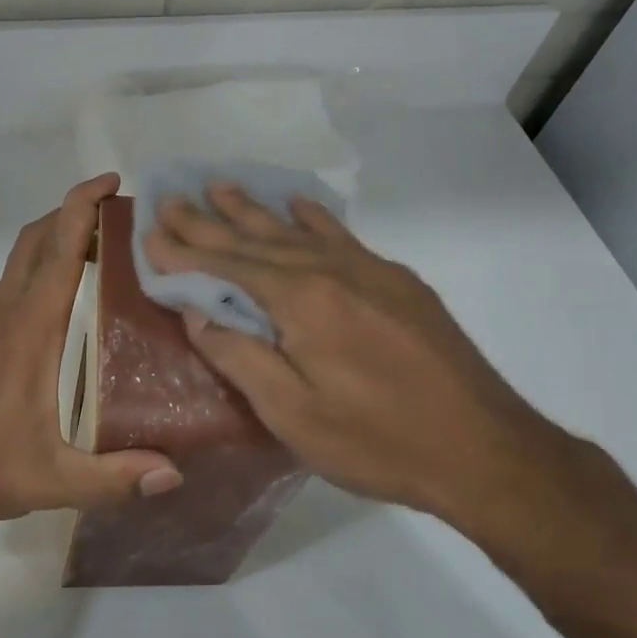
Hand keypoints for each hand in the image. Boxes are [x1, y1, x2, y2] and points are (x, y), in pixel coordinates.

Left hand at [0, 174, 182, 527]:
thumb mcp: (59, 481)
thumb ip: (117, 477)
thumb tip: (175, 474)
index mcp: (30, 329)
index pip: (59, 250)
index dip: (82, 206)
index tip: (112, 182)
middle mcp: (4, 310)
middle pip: (37, 238)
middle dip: (74, 213)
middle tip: (120, 218)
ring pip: (20, 256)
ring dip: (55, 239)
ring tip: (100, 252)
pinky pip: (8, 281)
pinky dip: (36, 266)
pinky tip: (61, 297)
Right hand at [143, 183, 594, 550]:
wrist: (486, 451)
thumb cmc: (378, 441)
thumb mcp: (292, 414)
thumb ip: (239, 357)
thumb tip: (196, 313)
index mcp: (302, 302)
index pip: (228, 265)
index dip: (185, 250)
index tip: (150, 230)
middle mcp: (333, 271)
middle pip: (257, 239)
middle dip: (210, 220)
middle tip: (173, 198)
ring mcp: (371, 272)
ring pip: (298, 231)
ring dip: (255, 210)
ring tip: (222, 187)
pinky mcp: (399, 284)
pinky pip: (342, 236)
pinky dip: (314, 218)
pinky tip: (299, 205)